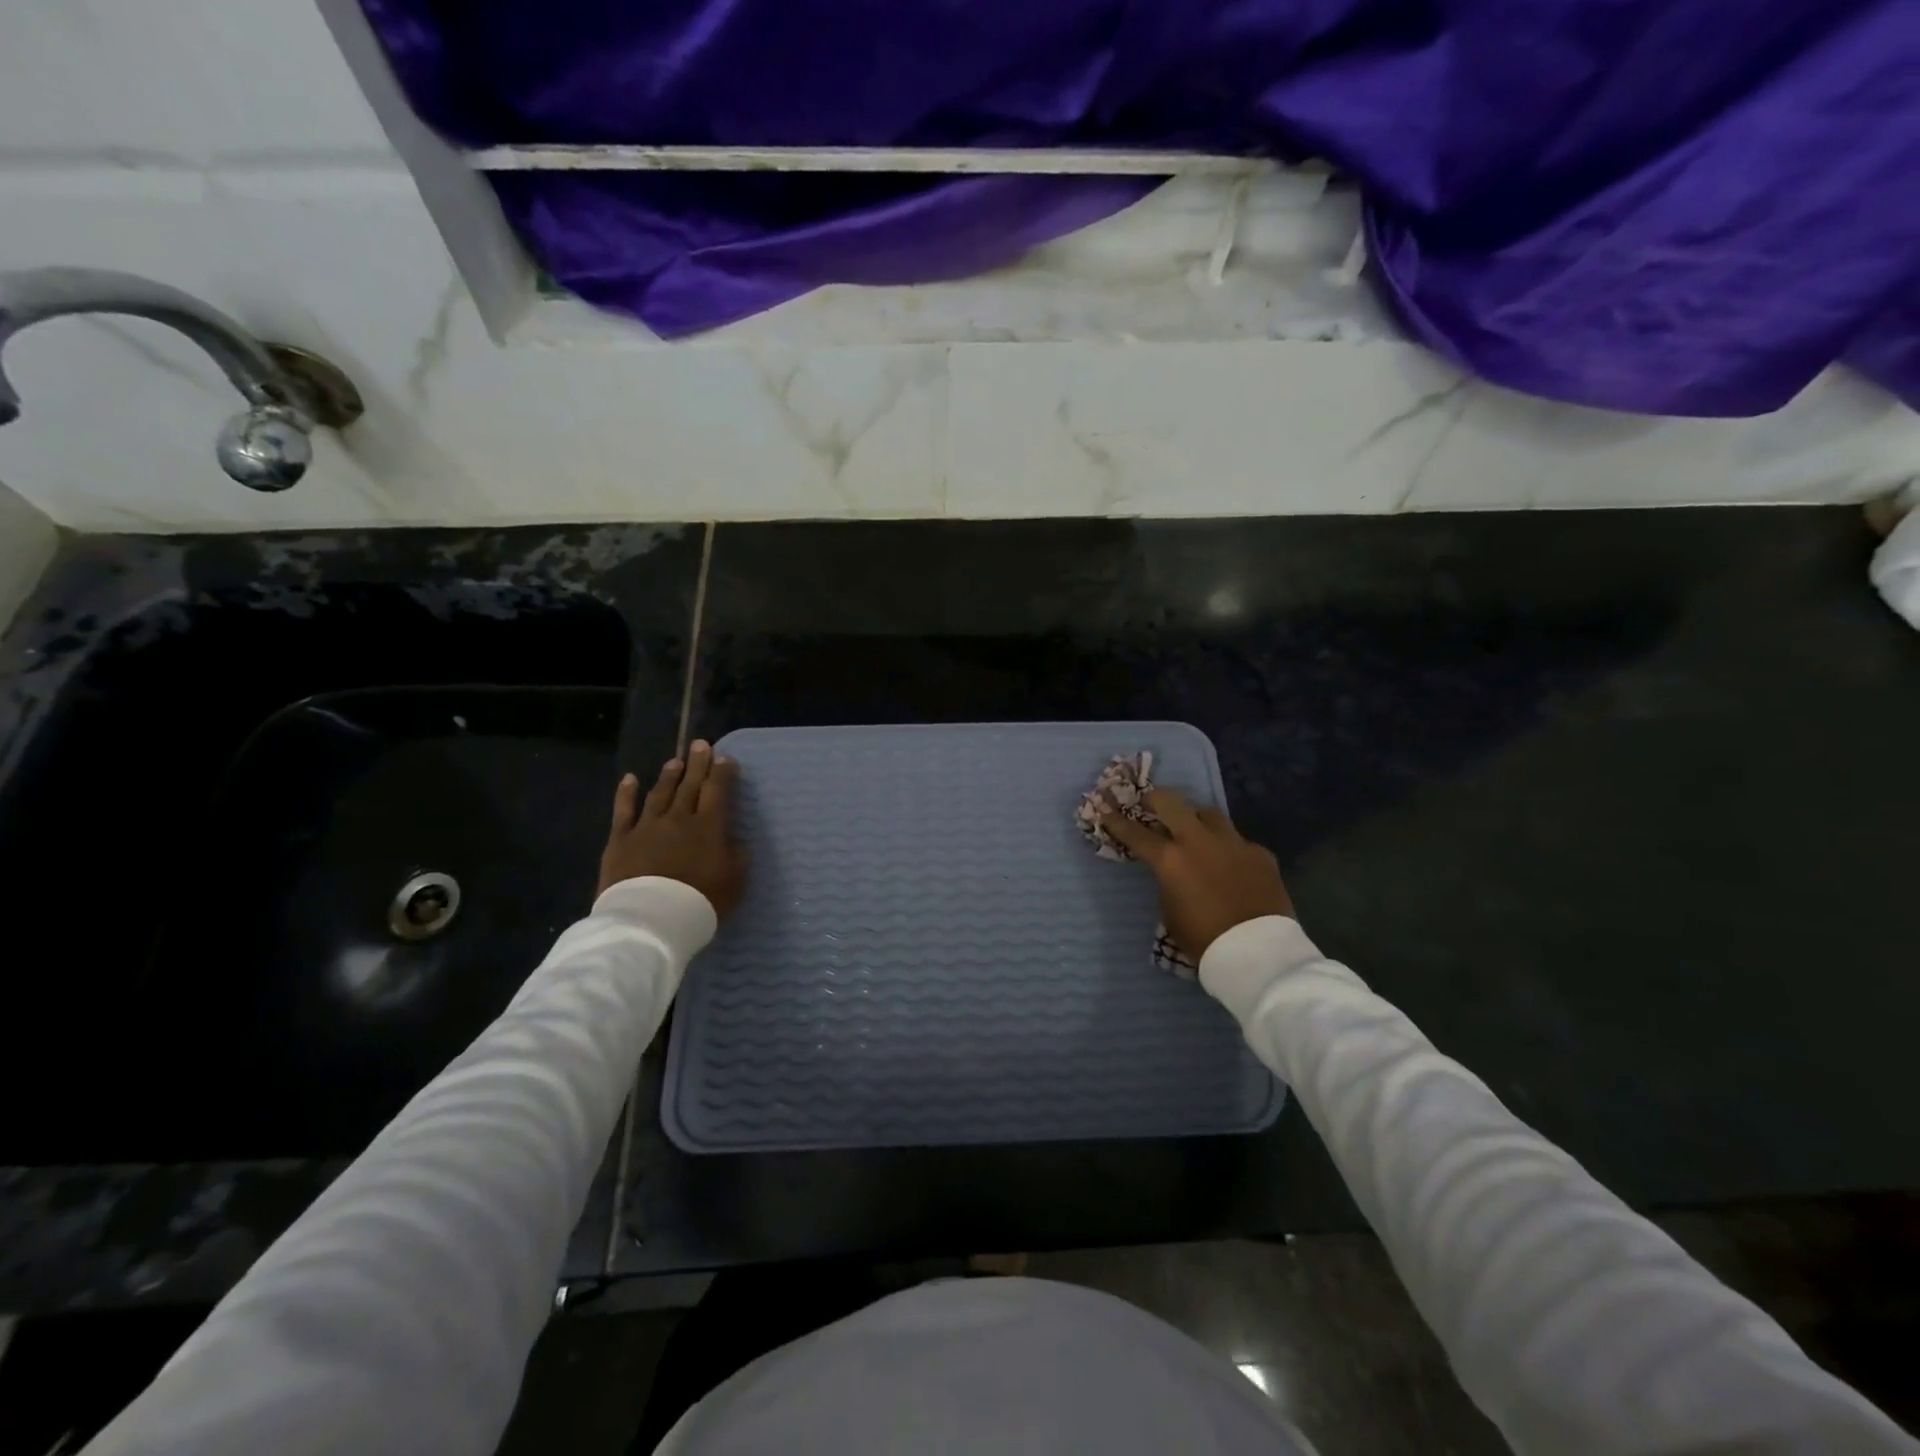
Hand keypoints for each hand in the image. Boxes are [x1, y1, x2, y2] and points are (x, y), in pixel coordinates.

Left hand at [598, 740, 746, 914]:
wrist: (652, 918)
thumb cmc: (701, 901)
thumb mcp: (735, 881)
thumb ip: (736, 856)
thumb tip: (733, 840)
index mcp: (709, 827)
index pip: (717, 791)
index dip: (722, 773)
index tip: (725, 758)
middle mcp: (679, 818)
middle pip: (690, 785)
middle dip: (697, 764)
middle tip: (701, 745)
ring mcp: (647, 827)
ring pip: (660, 793)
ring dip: (669, 775)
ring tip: (675, 760)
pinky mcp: (620, 840)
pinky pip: (623, 811)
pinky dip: (627, 794)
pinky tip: (630, 779)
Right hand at [1101, 789, 1292, 961]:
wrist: (1258, 953)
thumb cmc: (1204, 940)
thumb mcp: (1171, 913)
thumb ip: (1169, 883)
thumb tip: (1174, 873)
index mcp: (1170, 859)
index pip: (1135, 833)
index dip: (1117, 821)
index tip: (1106, 811)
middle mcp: (1199, 841)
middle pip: (1172, 802)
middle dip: (1155, 799)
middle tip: (1149, 803)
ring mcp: (1233, 843)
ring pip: (1209, 813)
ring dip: (1196, 817)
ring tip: (1193, 828)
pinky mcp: (1260, 853)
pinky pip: (1239, 841)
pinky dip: (1229, 848)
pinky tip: (1231, 862)